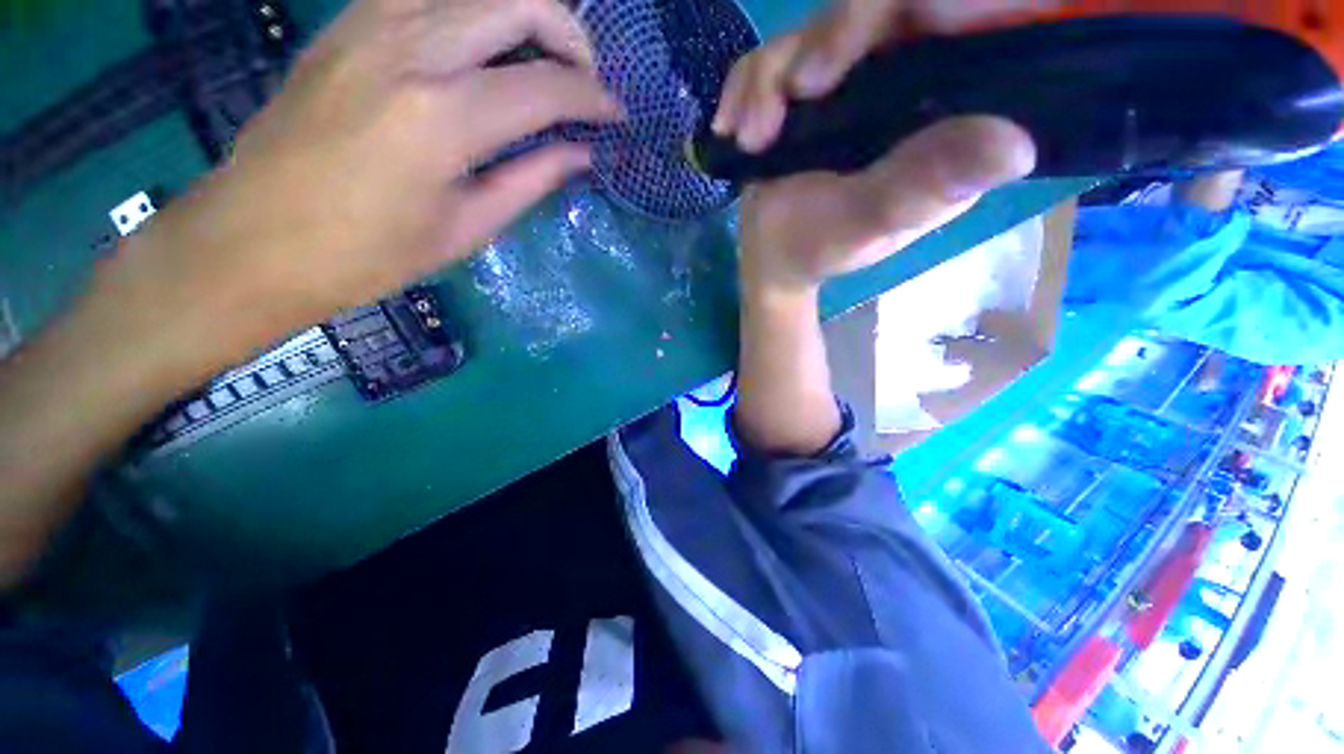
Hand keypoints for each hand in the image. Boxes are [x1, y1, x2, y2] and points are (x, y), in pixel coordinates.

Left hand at [98, 0, 619, 354]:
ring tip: (542, 59)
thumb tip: (580, 153)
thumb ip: (531, 180)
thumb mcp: (467, 228)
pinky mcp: (348, 23)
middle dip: (570, 34)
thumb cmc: (369, 253)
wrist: (255, 239)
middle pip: (517, 0)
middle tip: (584, 79)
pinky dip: (473, 11)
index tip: (617, 115)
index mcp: (444, 116)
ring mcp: (371, 23)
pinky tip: (484, 49)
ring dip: (524, 12)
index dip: (594, 98)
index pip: (547, 86)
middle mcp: (410, 47)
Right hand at [714, 0, 1037, 294]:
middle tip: (787, 98)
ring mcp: (855, 82)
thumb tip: (1017, 144)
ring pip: (816, 29)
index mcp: (949, 112)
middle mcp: (909, 83)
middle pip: (878, 9)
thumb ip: (925, 185)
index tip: (833, 68)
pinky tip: (732, 127)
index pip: (957, 19)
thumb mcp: (871, 223)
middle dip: (821, 44)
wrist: (773, 259)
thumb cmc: (820, 249)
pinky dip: (746, 86)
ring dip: (768, 79)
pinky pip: (777, 55)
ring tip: (750, 137)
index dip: (909, 11)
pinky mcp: (811, 90)